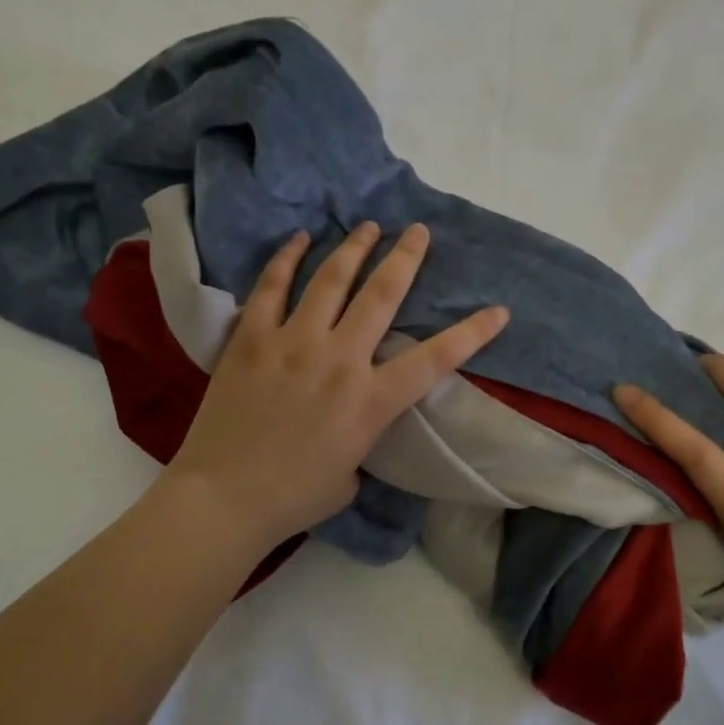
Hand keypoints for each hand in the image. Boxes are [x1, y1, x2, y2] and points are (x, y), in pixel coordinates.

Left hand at [164, 222, 508, 550]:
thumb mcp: (351, 473)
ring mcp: (292, 343)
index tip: (498, 310)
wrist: (225, 498)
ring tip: (368, 226)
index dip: (472, 333)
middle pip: (381, 295)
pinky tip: (299, 239)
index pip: (435, 360)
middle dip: (405, 258)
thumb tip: (352, 417)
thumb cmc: (295, 497)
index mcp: (371, 401)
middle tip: (418, 231)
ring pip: (330, 280)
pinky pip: (271, 288)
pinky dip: (286, 259)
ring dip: (353, 248)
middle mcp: (339, 360)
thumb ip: (361, 436)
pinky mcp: (251, 339)